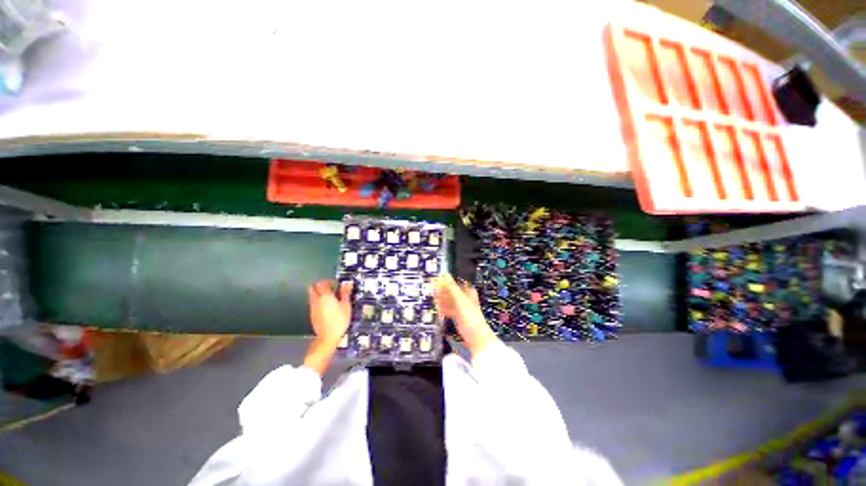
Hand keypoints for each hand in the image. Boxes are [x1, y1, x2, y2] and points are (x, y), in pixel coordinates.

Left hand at [303, 280, 352, 375]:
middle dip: (320, 286)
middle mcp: (316, 300)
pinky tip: (326, 307)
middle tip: (330, 289)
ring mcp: (312, 308)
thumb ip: (345, 293)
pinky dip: (318, 302)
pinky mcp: (311, 315)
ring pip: (312, 295)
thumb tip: (347, 283)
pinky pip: (313, 303)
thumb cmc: (339, 320)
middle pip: (312, 287)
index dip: (328, 281)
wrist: (327, 337)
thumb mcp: (346, 306)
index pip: (322, 283)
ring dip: (318, 294)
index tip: (335, 284)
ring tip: (330, 298)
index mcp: (325, 296)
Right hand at [435, 274, 497, 357]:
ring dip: (442, 300)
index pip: (455, 283)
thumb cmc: (470, 315)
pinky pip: (449, 309)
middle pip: (451, 292)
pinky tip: (437, 308)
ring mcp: (461, 307)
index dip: (446, 282)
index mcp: (468, 291)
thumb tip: (445, 277)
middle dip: (443, 291)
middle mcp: (465, 298)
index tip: (437, 282)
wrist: (475, 335)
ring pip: (449, 300)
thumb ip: (452, 287)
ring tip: (433, 299)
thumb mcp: (460, 299)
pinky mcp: (458, 315)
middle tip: (433, 291)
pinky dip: (443, 308)